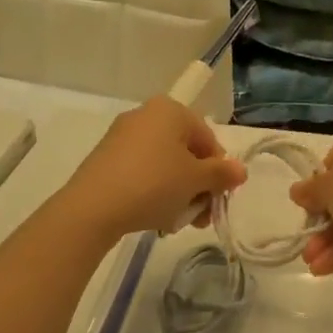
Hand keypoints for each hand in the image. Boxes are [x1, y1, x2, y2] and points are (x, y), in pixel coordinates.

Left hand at [57, 98, 245, 246]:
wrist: (92, 208)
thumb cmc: (153, 184)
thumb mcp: (196, 180)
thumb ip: (222, 174)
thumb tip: (240, 171)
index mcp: (170, 110)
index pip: (208, 139)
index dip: (218, 171)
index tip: (217, 200)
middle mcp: (146, 115)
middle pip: (186, 152)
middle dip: (197, 186)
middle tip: (200, 217)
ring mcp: (122, 136)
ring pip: (164, 165)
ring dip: (178, 193)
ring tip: (177, 223)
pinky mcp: (106, 159)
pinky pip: (142, 172)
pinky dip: (154, 191)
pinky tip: (155, 217)